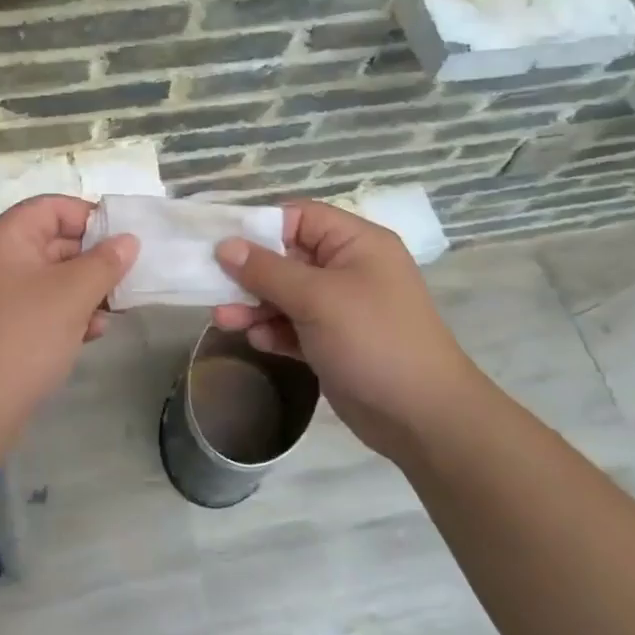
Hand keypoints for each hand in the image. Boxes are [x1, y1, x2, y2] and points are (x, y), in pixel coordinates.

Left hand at [0, 195, 137, 431]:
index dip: (90, 217)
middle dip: (92, 259)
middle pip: (51, 242)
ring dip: (83, 290)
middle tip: (127, 277)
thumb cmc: (25, 336)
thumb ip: (105, 262)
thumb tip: (128, 240)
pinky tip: (92, 332)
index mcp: (3, 237)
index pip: (51, 208)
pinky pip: (37, 306)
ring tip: (113, 310)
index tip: (124, 238)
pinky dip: (65, 313)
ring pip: (48, 278)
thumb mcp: (72, 294)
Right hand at [211, 200, 489, 452]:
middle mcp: (348, 269)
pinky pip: (293, 325)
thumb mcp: (316, 298)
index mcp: (355, 243)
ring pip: (285, 294)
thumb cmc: (373, 340)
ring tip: (224, 320)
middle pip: (287, 257)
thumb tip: (225, 246)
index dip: (259, 226)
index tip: (221, 243)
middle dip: (250, 273)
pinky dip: (274, 330)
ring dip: (255, 305)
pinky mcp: (332, 341)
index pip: (299, 217)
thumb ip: (267, 270)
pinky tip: (258, 342)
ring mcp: (341, 307)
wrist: (422, 417)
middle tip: (212, 285)